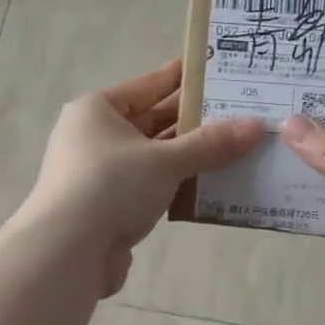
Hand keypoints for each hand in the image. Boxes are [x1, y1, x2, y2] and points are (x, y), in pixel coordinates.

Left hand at [22, 59, 264, 295]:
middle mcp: (93, 137)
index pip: (146, 86)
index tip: (213, 71)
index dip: (180, 78)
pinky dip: (174, 186)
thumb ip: (210, 144)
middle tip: (236, 113)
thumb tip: (256, 126)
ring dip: (187, 157)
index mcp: (97, 111)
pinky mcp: (106, 208)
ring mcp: (98, 175)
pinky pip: (148, 188)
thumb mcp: (165, 161)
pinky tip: (208, 187)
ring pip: (152, 158)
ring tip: (233, 150)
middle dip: (192, 122)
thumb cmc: (111, 188)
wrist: (67, 253)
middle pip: (150, 122)